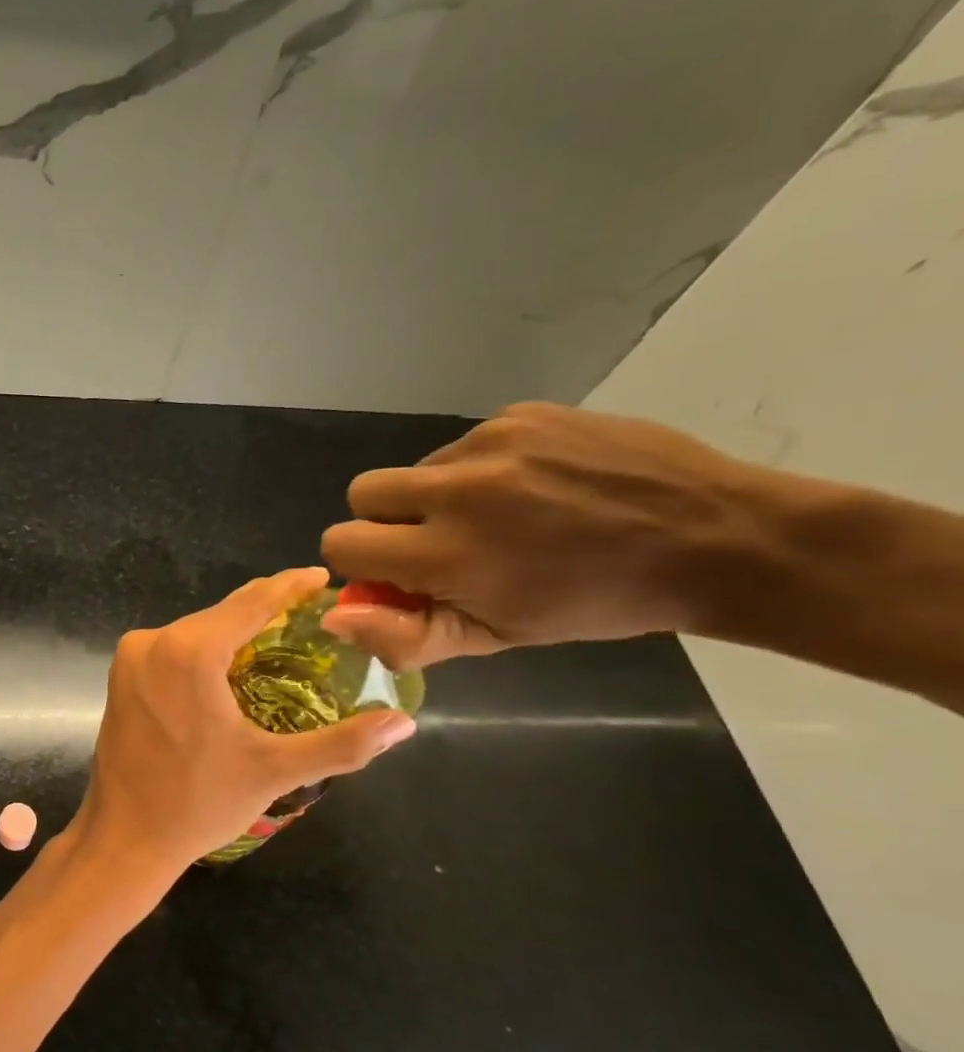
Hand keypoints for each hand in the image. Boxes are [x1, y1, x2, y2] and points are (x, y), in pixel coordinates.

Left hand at [67, 567, 416, 890]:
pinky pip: (172, 650)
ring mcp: (130, 659)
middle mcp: (151, 642)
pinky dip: (204, 652)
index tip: (321, 578)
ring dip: (234, 633)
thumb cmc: (199, 803)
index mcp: (188, 652)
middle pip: (221, 614)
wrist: (124, 837)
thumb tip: (403, 723)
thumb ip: (343, 744)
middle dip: (265, 611)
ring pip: (194, 631)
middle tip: (312, 615)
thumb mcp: (275, 771)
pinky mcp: (120, 678)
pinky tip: (231, 667)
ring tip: (280, 640)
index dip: (289, 587)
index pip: (251, 603)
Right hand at [319, 402, 775, 669]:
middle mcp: (456, 489)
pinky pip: (466, 444)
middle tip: (441, 541)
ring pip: (417, 468)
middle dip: (386, 521)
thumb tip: (333, 617)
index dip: (363, 562)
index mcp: (446, 553)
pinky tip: (534, 488)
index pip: (341, 542)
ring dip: (437, 496)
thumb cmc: (596, 603)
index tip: (404, 574)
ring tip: (504, 515)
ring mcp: (491, 442)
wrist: (717, 539)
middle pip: (362, 492)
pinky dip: (481, 470)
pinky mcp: (522, 413)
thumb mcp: (495, 639)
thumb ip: (403, 635)